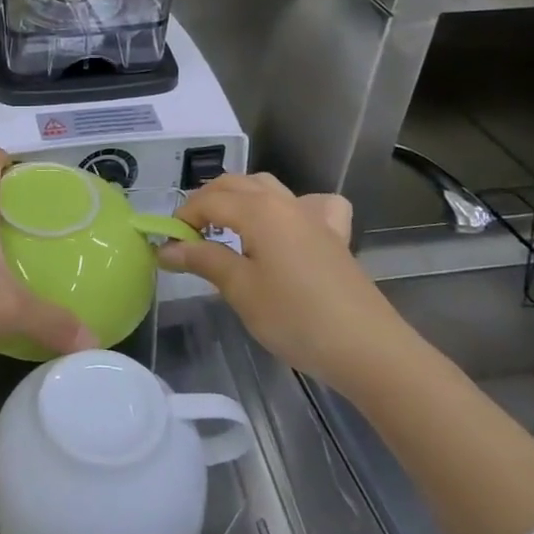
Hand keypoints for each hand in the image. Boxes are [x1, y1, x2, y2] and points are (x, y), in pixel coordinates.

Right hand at [156, 172, 408, 387]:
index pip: (207, 201)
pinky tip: (287, 226)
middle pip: (235, 185)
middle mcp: (284, 202)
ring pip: (267, 188)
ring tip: (224, 227)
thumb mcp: (240, 290)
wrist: (367, 348)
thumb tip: (167, 248)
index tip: (165, 245)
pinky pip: (310, 204)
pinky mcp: (334, 235)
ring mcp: (313, 216)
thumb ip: (203, 260)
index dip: (181, 219)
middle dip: (205, 203)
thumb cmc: (296, 318)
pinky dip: (290, 206)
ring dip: (239, 199)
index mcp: (258, 210)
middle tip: (187, 237)